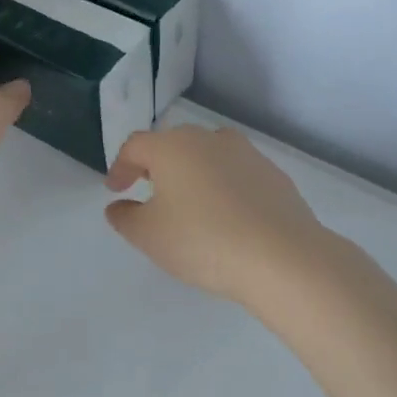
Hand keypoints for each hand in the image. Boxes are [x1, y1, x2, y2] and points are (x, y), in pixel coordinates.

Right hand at [104, 125, 332, 305]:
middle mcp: (210, 140)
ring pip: (210, 156)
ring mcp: (248, 154)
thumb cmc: (202, 241)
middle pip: (174, 144)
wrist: (281, 256)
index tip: (116, 190)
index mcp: (173, 147)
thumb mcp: (149, 236)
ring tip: (190, 203)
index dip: (120, 167)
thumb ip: (125, 218)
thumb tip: (119, 206)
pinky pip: (238, 175)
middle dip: (157, 165)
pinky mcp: (274, 176)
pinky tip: (227, 217)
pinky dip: (224, 188)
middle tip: (149, 191)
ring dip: (194, 173)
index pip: (136, 146)